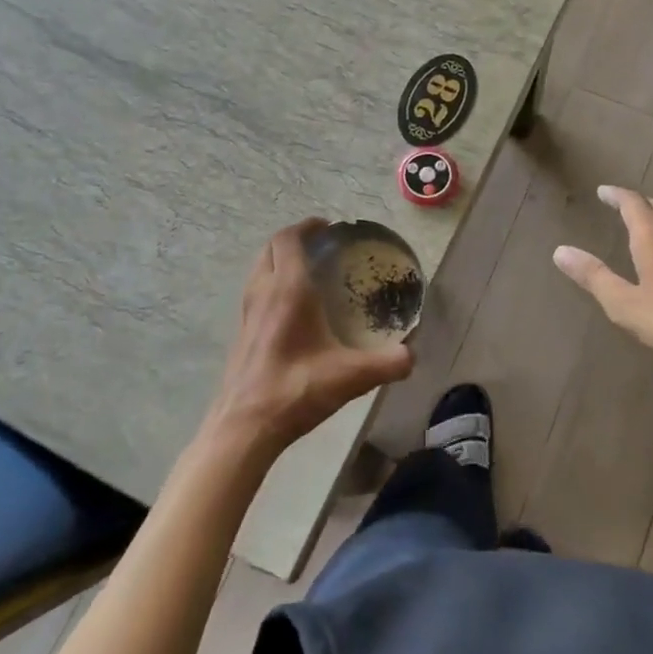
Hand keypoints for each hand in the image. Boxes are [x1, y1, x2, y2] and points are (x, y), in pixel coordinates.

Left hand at [207, 219, 413, 460]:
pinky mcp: (240, 334)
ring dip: (279, 260)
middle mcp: (264, 293)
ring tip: (305, 271)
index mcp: (289, 290)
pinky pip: (255, 292)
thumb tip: (412, 355)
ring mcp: (247, 313)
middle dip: (293, 239)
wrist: (244, 427)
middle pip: (271, 248)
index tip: (327, 226)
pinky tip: (290, 309)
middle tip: (319, 245)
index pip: (290, 240)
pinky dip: (271, 284)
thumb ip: (387, 363)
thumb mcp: (351, 377)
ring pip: (260, 269)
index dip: (307, 227)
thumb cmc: (296, 390)